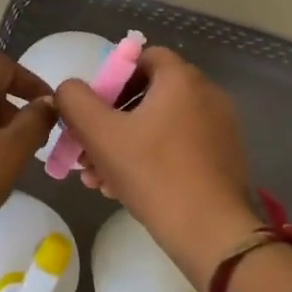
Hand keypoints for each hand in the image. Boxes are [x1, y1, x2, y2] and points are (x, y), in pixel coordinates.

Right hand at [55, 47, 262, 287]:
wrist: (211, 234)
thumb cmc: (153, 173)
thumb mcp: (99, 133)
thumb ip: (74, 100)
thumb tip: (69, 90)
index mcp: (182, 79)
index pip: (142, 57)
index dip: (111, 77)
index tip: (92, 108)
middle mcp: (206, 95)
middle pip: (147, 95)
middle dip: (110, 120)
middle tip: (88, 148)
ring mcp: (219, 129)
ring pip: (159, 126)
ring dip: (125, 144)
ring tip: (99, 176)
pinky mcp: (223, 160)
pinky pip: (178, 147)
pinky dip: (150, 159)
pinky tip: (124, 189)